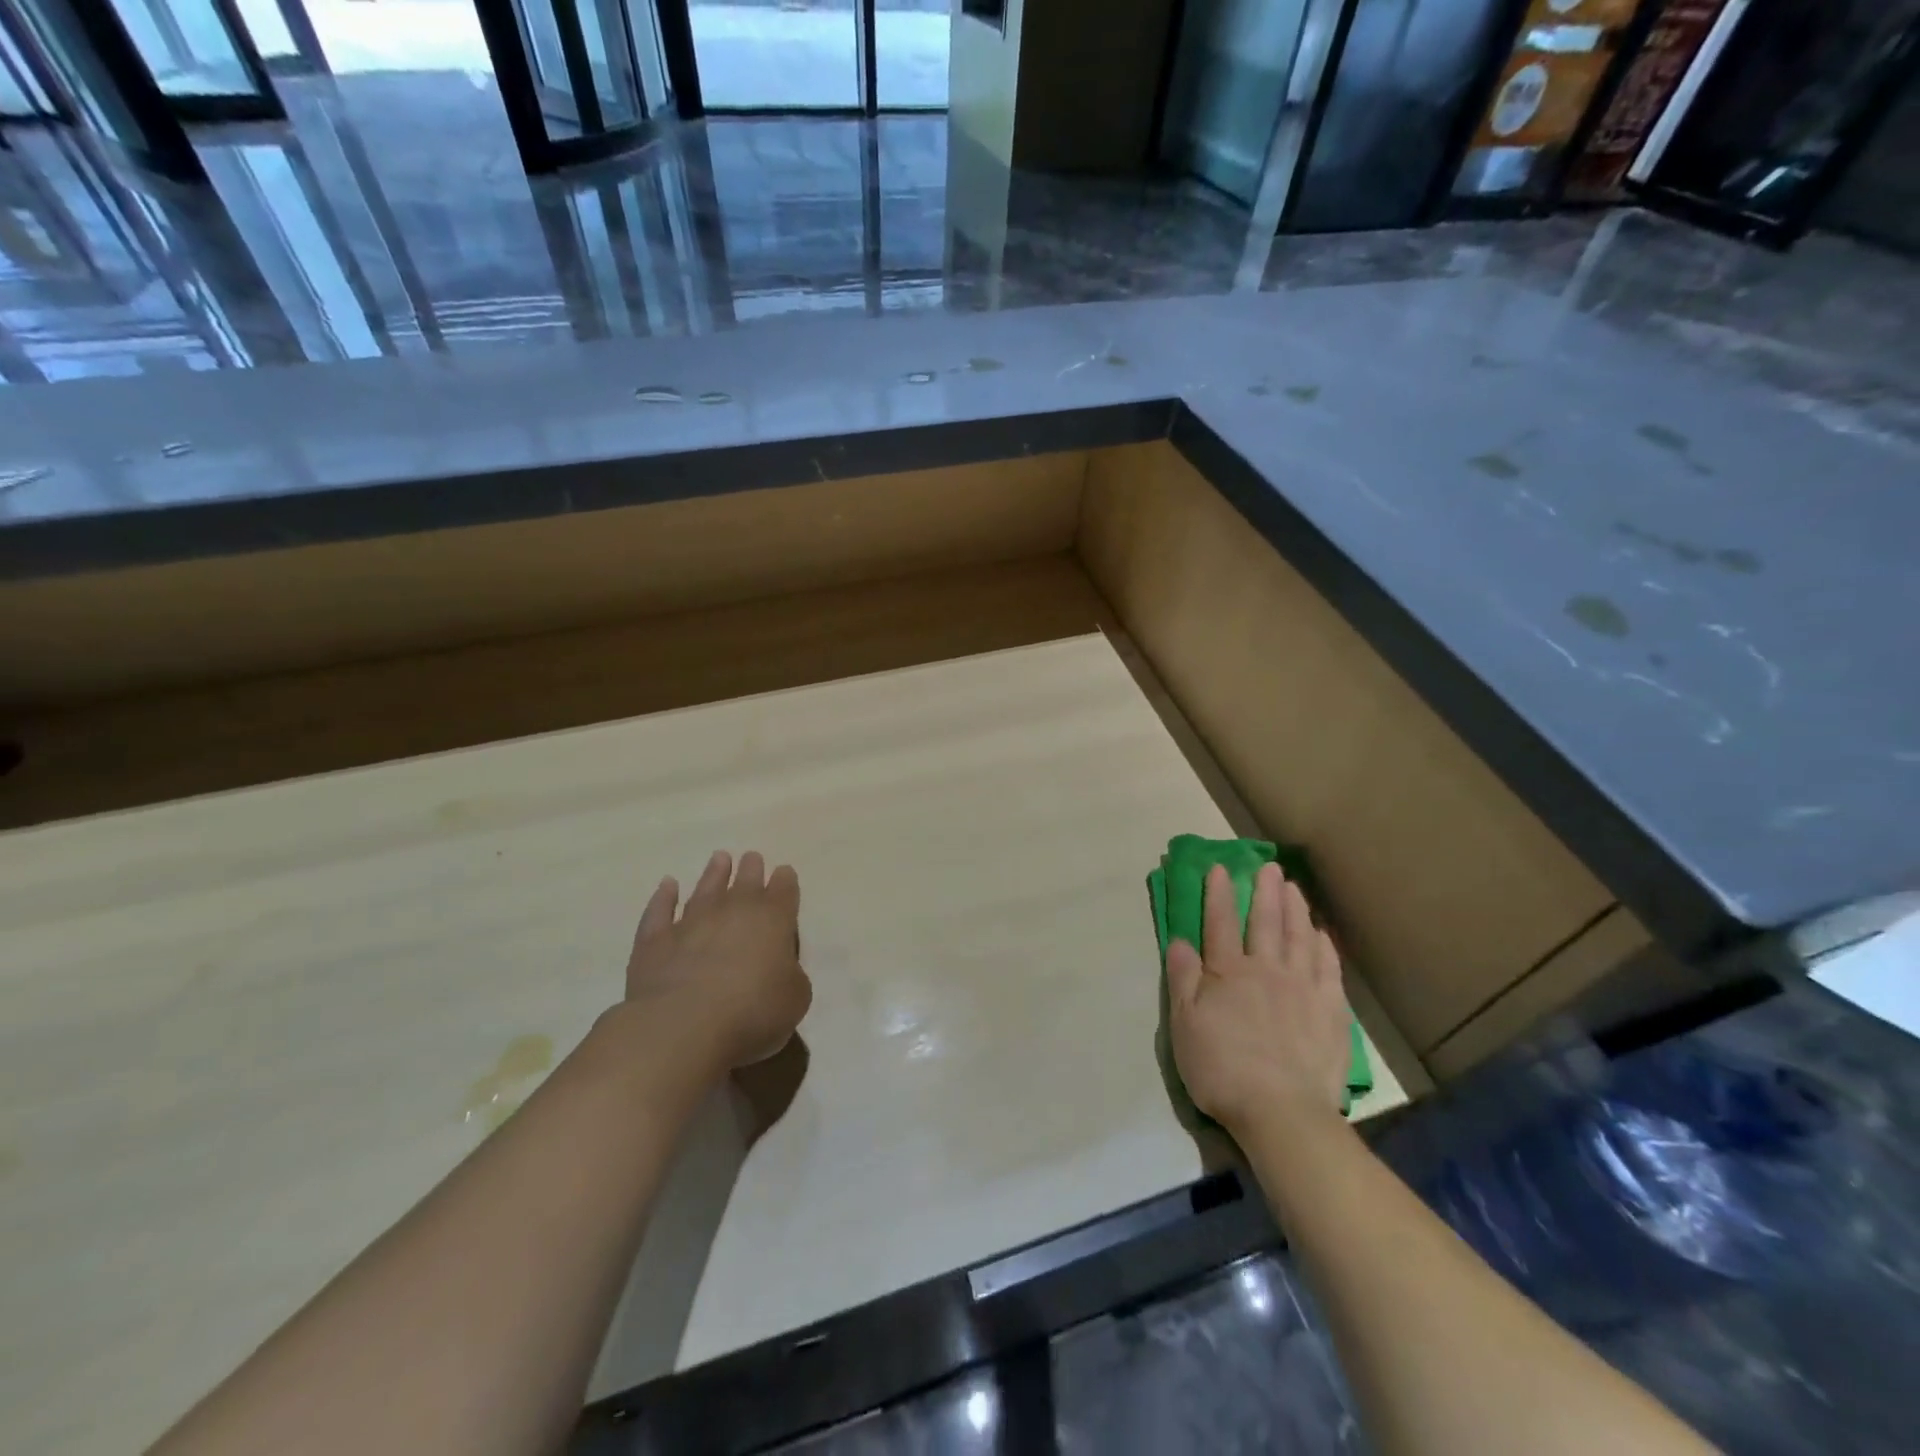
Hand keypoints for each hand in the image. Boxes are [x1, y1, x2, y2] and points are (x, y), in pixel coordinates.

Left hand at [623, 850, 812, 1070]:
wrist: (683, 1025)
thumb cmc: (752, 1012)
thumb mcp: (795, 998)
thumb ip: (791, 976)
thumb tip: (780, 969)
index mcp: (774, 920)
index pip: (784, 890)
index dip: (785, 881)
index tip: (784, 873)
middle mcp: (733, 911)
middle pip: (746, 881)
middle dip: (751, 869)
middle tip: (752, 858)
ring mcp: (691, 922)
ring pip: (706, 888)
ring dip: (714, 873)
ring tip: (719, 858)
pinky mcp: (655, 940)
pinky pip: (660, 910)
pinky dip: (664, 897)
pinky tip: (667, 885)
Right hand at [1167, 862, 1351, 1135]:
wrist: (1281, 1111)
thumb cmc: (1221, 1069)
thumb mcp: (1184, 1026)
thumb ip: (1182, 979)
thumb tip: (1180, 941)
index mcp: (1227, 973)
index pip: (1219, 923)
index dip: (1218, 894)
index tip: (1219, 868)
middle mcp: (1266, 970)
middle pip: (1264, 922)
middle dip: (1264, 891)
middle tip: (1268, 866)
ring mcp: (1302, 988)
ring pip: (1299, 937)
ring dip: (1295, 909)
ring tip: (1293, 888)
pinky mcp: (1330, 1010)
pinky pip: (1328, 968)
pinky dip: (1324, 946)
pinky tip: (1322, 934)